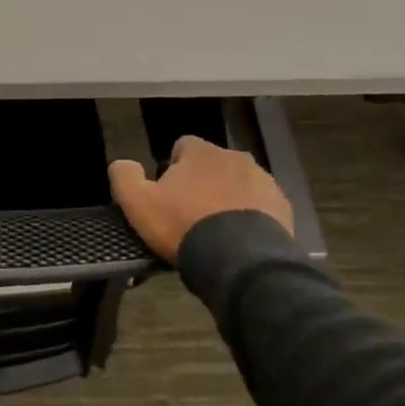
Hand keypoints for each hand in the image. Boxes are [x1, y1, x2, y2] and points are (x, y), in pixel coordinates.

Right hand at [108, 135, 293, 263]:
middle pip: (213, 164)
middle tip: (191, 213)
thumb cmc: (184, 224)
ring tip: (217, 229)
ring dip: (228, 197)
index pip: (182, 146)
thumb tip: (122, 163)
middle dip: (203, 182)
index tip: (168, 194)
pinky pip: (261, 205)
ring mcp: (263, 180)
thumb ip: (124, 176)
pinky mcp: (282, 206)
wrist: (240, 259)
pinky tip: (239, 239)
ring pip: (239, 183)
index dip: (172, 168)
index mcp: (201, 151)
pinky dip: (251, 216)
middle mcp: (234, 157)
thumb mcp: (138, 203)